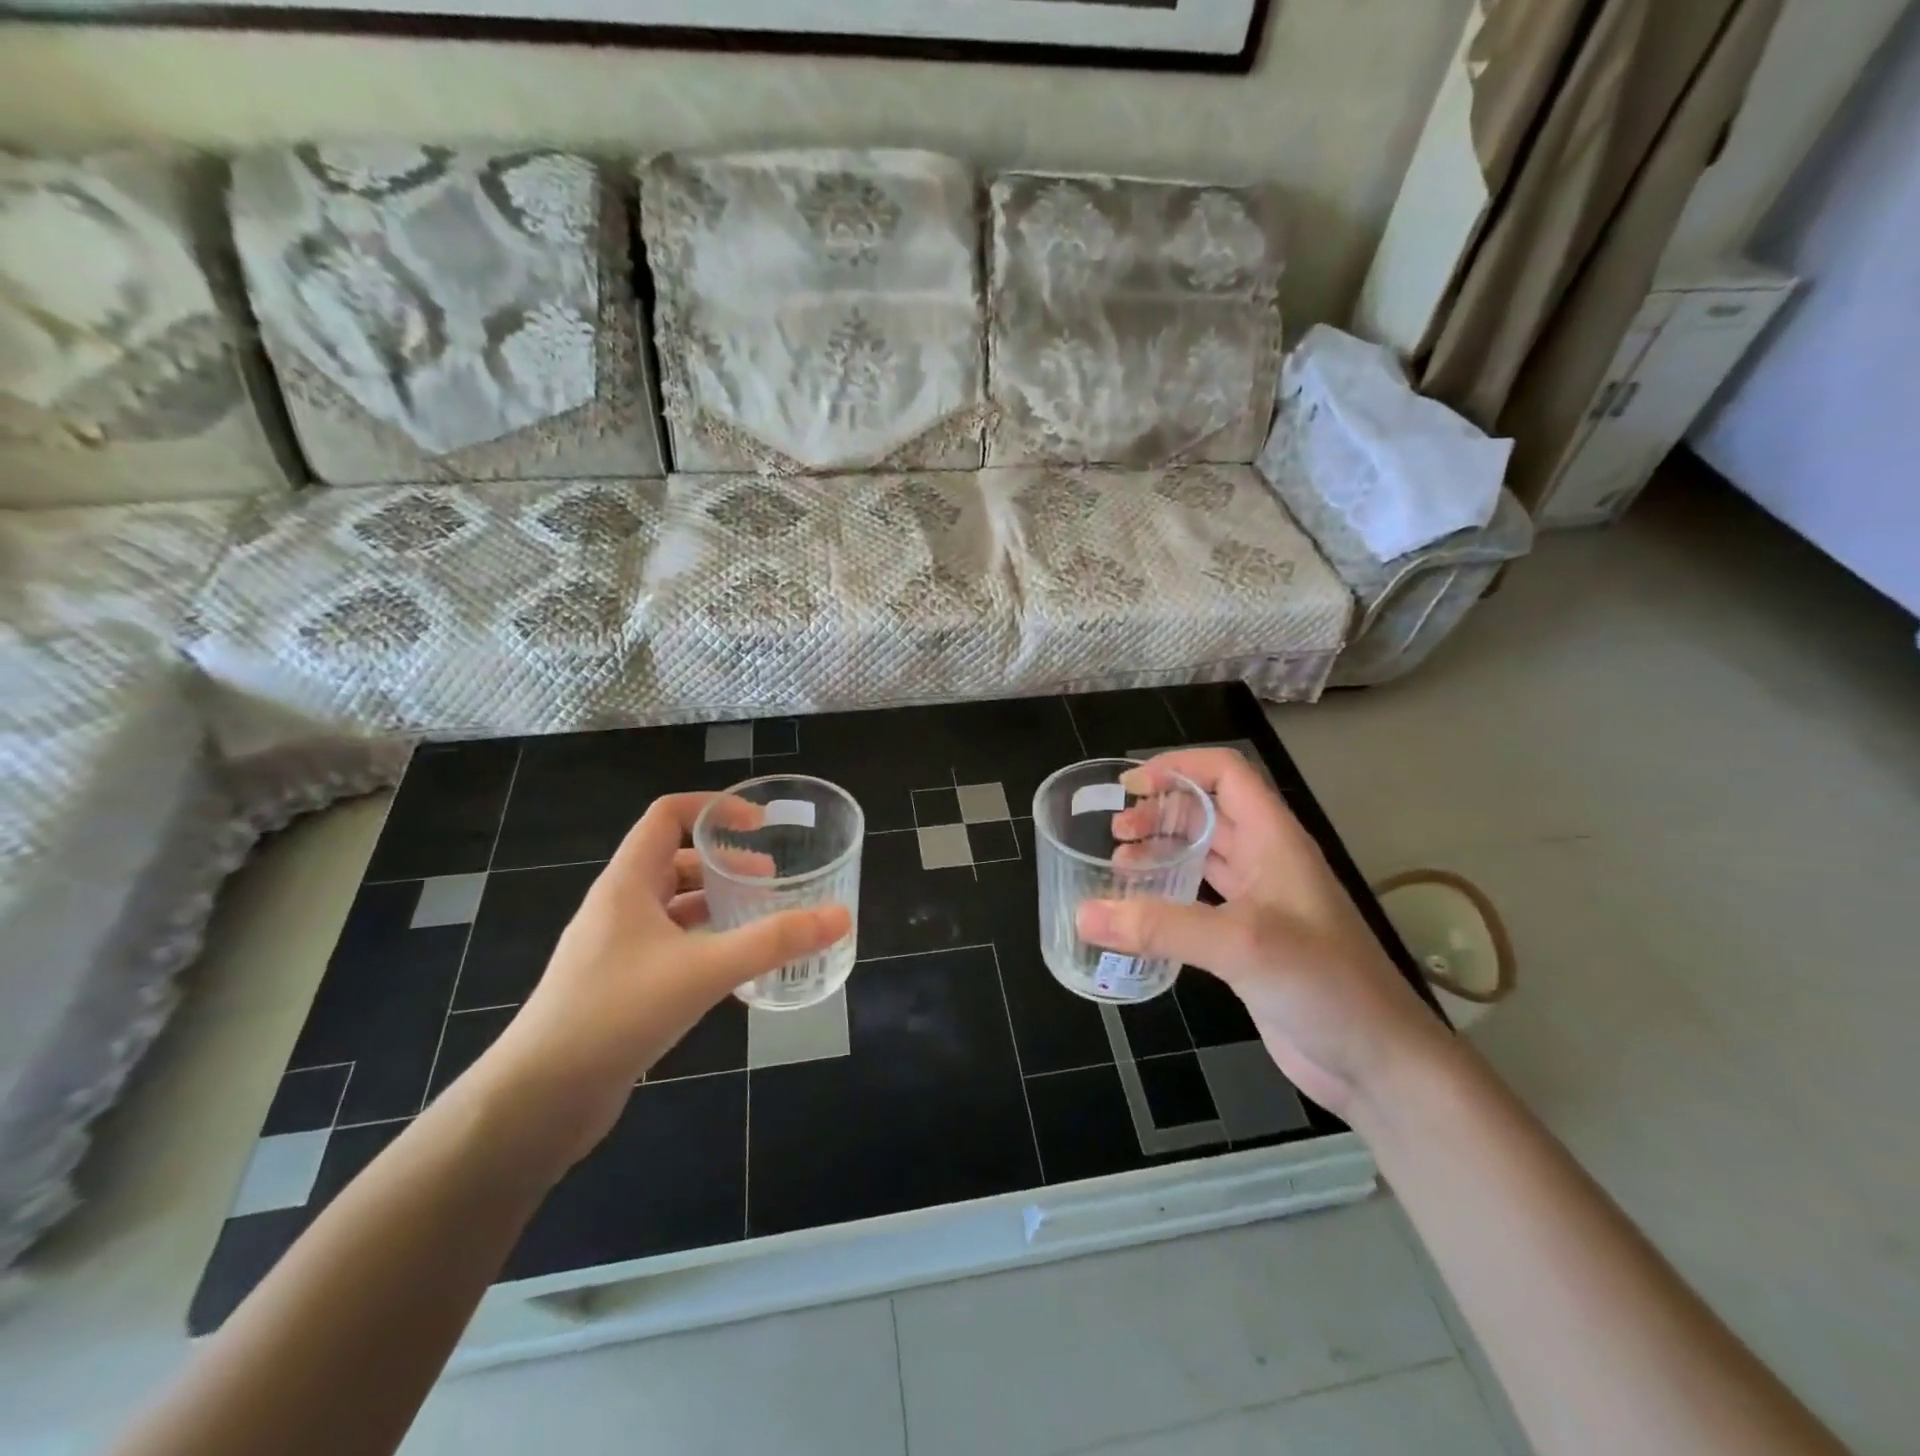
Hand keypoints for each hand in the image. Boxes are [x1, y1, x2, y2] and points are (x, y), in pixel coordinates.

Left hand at [476, 792, 851, 1165]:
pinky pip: (668, 945)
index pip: (667, 815)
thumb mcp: (704, 971)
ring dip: (715, 905)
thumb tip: (840, 916)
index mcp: (627, 883)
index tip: (759, 825)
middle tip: (773, 882)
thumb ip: (774, 941)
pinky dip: (703, 944)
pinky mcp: (617, 986)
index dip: (714, 809)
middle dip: (726, 864)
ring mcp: (614, 948)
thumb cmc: (616, 1013)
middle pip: (675, 861)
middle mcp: (618, 906)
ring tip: (759, 921)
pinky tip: (732, 971)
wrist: (538, 1100)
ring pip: (673, 907)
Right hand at [1076, 748, 1447, 1117]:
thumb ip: (1160, 927)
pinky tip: (1140, 911)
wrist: (1378, 1062)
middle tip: (1115, 833)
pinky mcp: (1248, 941)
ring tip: (1118, 864)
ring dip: (1161, 850)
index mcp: (1274, 840)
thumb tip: (1083, 915)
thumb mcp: (1241, 945)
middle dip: (1160, 811)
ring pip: (1202, 855)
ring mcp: (1259, 902)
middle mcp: (1266, 861)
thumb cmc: (1323, 985)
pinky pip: (1200, 900)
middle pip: (1208, 811)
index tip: (1131, 787)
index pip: (1226, 774)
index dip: (1179, 767)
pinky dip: (1167, 894)